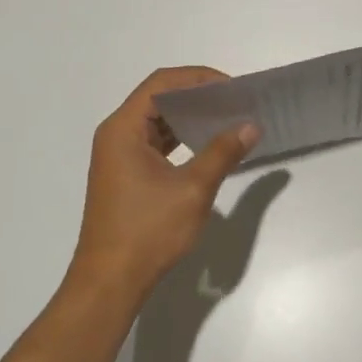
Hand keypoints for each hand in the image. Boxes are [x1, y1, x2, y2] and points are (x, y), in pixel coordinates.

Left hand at [67, 67, 260, 306]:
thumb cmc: (147, 231)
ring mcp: (118, 157)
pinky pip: (156, 143)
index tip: (232, 88)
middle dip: (198, 96)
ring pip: (157, 122)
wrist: (110, 283)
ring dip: (191, 118)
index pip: (161, 83)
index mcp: (123, 129)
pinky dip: (181, 139)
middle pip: (158, 98)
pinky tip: (208, 146)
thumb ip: (223, 152)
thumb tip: (251, 125)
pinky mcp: (126, 176)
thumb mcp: (193, 189)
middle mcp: (116, 136)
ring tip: (228, 120)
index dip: (198, 78)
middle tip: (235, 102)